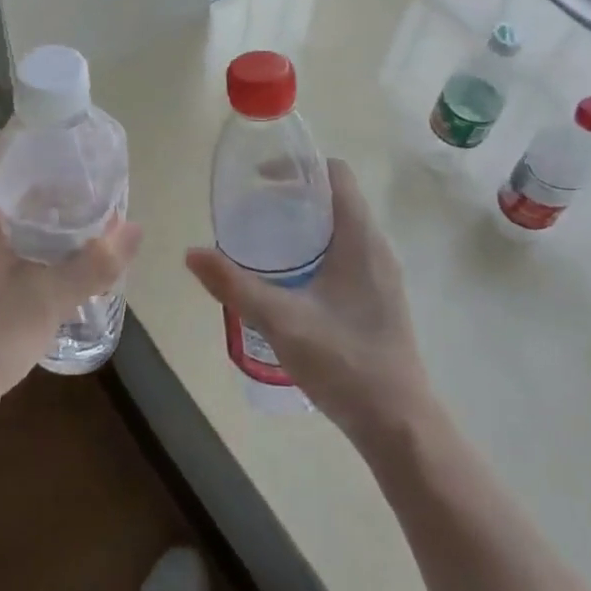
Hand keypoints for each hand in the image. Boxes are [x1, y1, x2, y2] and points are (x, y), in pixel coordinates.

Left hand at [0, 144, 141, 426]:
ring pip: (11, 203)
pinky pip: (9, 228)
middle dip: (50, 165)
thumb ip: (95, 263)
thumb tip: (136, 228)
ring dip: (45, 197)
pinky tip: (68, 236)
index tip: (73, 129)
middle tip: (93, 163)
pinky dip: (37, 223)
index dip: (35, 133)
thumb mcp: (49, 298)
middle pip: (9, 174)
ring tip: (89, 193)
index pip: (1, 151)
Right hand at [185, 158, 431, 446]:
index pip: (335, 174)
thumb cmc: (344, 362)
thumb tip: (191, 253)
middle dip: (294, 194)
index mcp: (359, 238)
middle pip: (335, 197)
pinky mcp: (379, 297)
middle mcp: (375, 246)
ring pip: (341, 227)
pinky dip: (317, 247)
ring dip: (305, 222)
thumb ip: (235, 285)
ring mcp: (381, 273)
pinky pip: (347, 252)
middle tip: (252, 206)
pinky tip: (289, 277)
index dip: (299, 165)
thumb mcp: (281, 320)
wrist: (399, 424)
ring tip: (264, 238)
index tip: (261, 177)